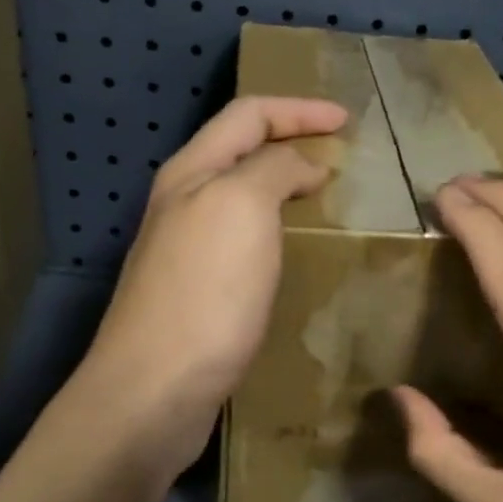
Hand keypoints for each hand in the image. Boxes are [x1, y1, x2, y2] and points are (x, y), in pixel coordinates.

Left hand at [75, 95, 346, 478]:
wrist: (154, 391)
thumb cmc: (204, 292)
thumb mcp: (241, 208)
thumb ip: (273, 170)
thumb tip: (301, 164)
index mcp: (191, 172)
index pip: (248, 115)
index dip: (299, 110)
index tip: (347, 121)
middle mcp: (183, 203)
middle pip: (241, 153)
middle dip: (290, 143)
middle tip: (340, 157)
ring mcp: (187, 250)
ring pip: (242, 199)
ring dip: (284, 189)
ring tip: (327, 199)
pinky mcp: (198, 293)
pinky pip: (245, 242)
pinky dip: (277, 233)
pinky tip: (297, 253)